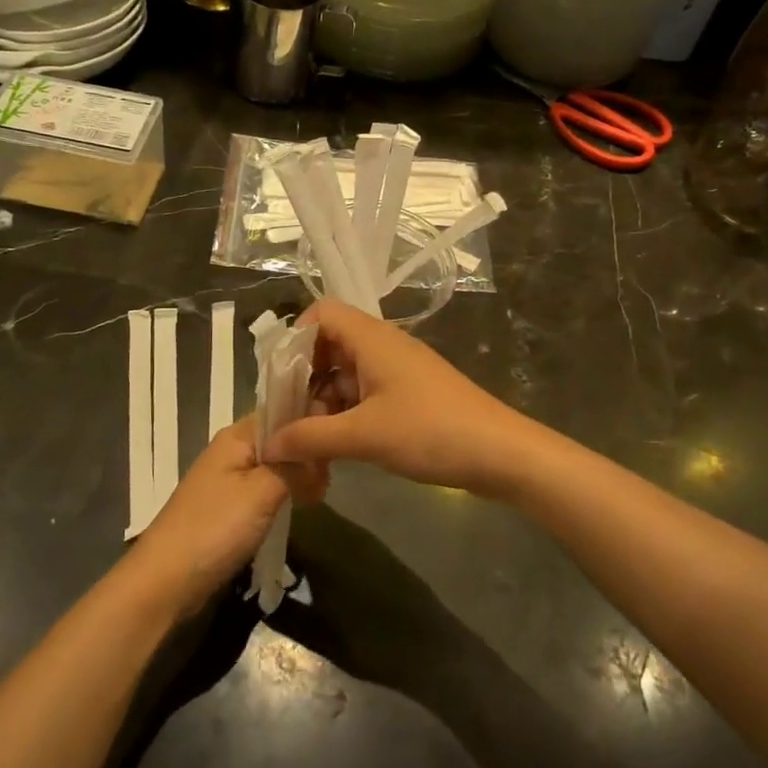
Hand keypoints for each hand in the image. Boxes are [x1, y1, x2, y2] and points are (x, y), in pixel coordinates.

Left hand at [121, 417, 324, 620]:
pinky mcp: (230, 507)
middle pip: (281, 440)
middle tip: (328, 480)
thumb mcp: (262, 492)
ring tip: (318, 496)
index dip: (311, 420)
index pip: (282, 411)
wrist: (166, 580)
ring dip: (297, 477)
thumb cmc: (214, 529)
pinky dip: (284, 495)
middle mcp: (232, 450)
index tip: (339, 441)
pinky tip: (299, 509)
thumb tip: (320, 454)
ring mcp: (229, 479)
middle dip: (307, 454)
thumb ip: (295, 467)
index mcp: (237, 436)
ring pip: (275, 466)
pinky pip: (265, 489)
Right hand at [262, 300, 533, 496]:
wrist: (500, 453)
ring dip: (323, 400)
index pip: (321, 313)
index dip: (295, 338)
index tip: (279, 378)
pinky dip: (345, 413)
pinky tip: (336, 445)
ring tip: (309, 438)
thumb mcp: (363, 435)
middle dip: (304, 378)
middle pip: (329, 344)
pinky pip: (364, 393)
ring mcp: (397, 370)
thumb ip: (310, 437)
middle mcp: (383, 346)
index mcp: (371, 338)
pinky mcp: (408, 394)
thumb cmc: (430, 431)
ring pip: (345, 373)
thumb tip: (267, 444)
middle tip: (288, 415)